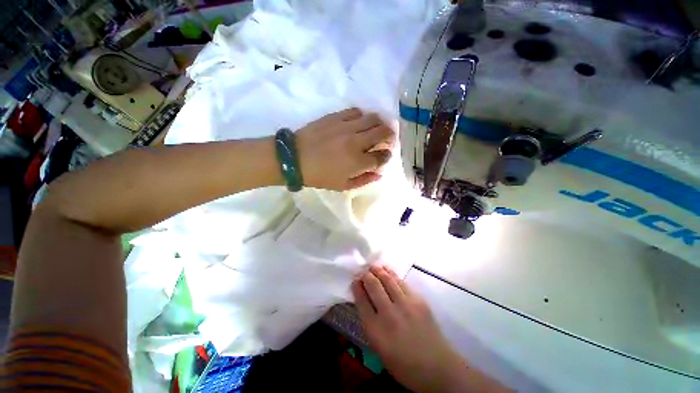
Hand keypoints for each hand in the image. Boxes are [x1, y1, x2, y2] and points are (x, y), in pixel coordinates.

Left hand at [295, 108, 394, 190]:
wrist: (295, 158)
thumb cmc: (319, 176)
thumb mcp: (342, 186)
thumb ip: (364, 180)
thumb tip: (379, 174)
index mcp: (358, 162)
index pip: (382, 156)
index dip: (387, 155)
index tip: (385, 155)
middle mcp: (356, 142)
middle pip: (383, 133)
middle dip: (390, 136)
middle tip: (387, 139)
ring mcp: (346, 127)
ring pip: (373, 118)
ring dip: (379, 124)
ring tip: (377, 128)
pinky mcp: (336, 117)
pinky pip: (356, 111)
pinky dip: (362, 116)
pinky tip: (359, 122)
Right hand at [352, 265, 465, 392]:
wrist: (436, 367)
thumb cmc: (403, 364)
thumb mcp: (379, 348)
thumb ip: (369, 322)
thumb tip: (364, 300)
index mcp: (375, 330)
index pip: (361, 300)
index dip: (356, 287)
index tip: (354, 281)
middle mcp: (389, 313)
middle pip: (373, 285)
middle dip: (366, 275)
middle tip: (363, 271)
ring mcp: (405, 304)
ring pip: (388, 279)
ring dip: (378, 270)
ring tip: (373, 266)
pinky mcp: (418, 300)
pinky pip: (401, 282)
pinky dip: (392, 274)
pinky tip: (388, 271)